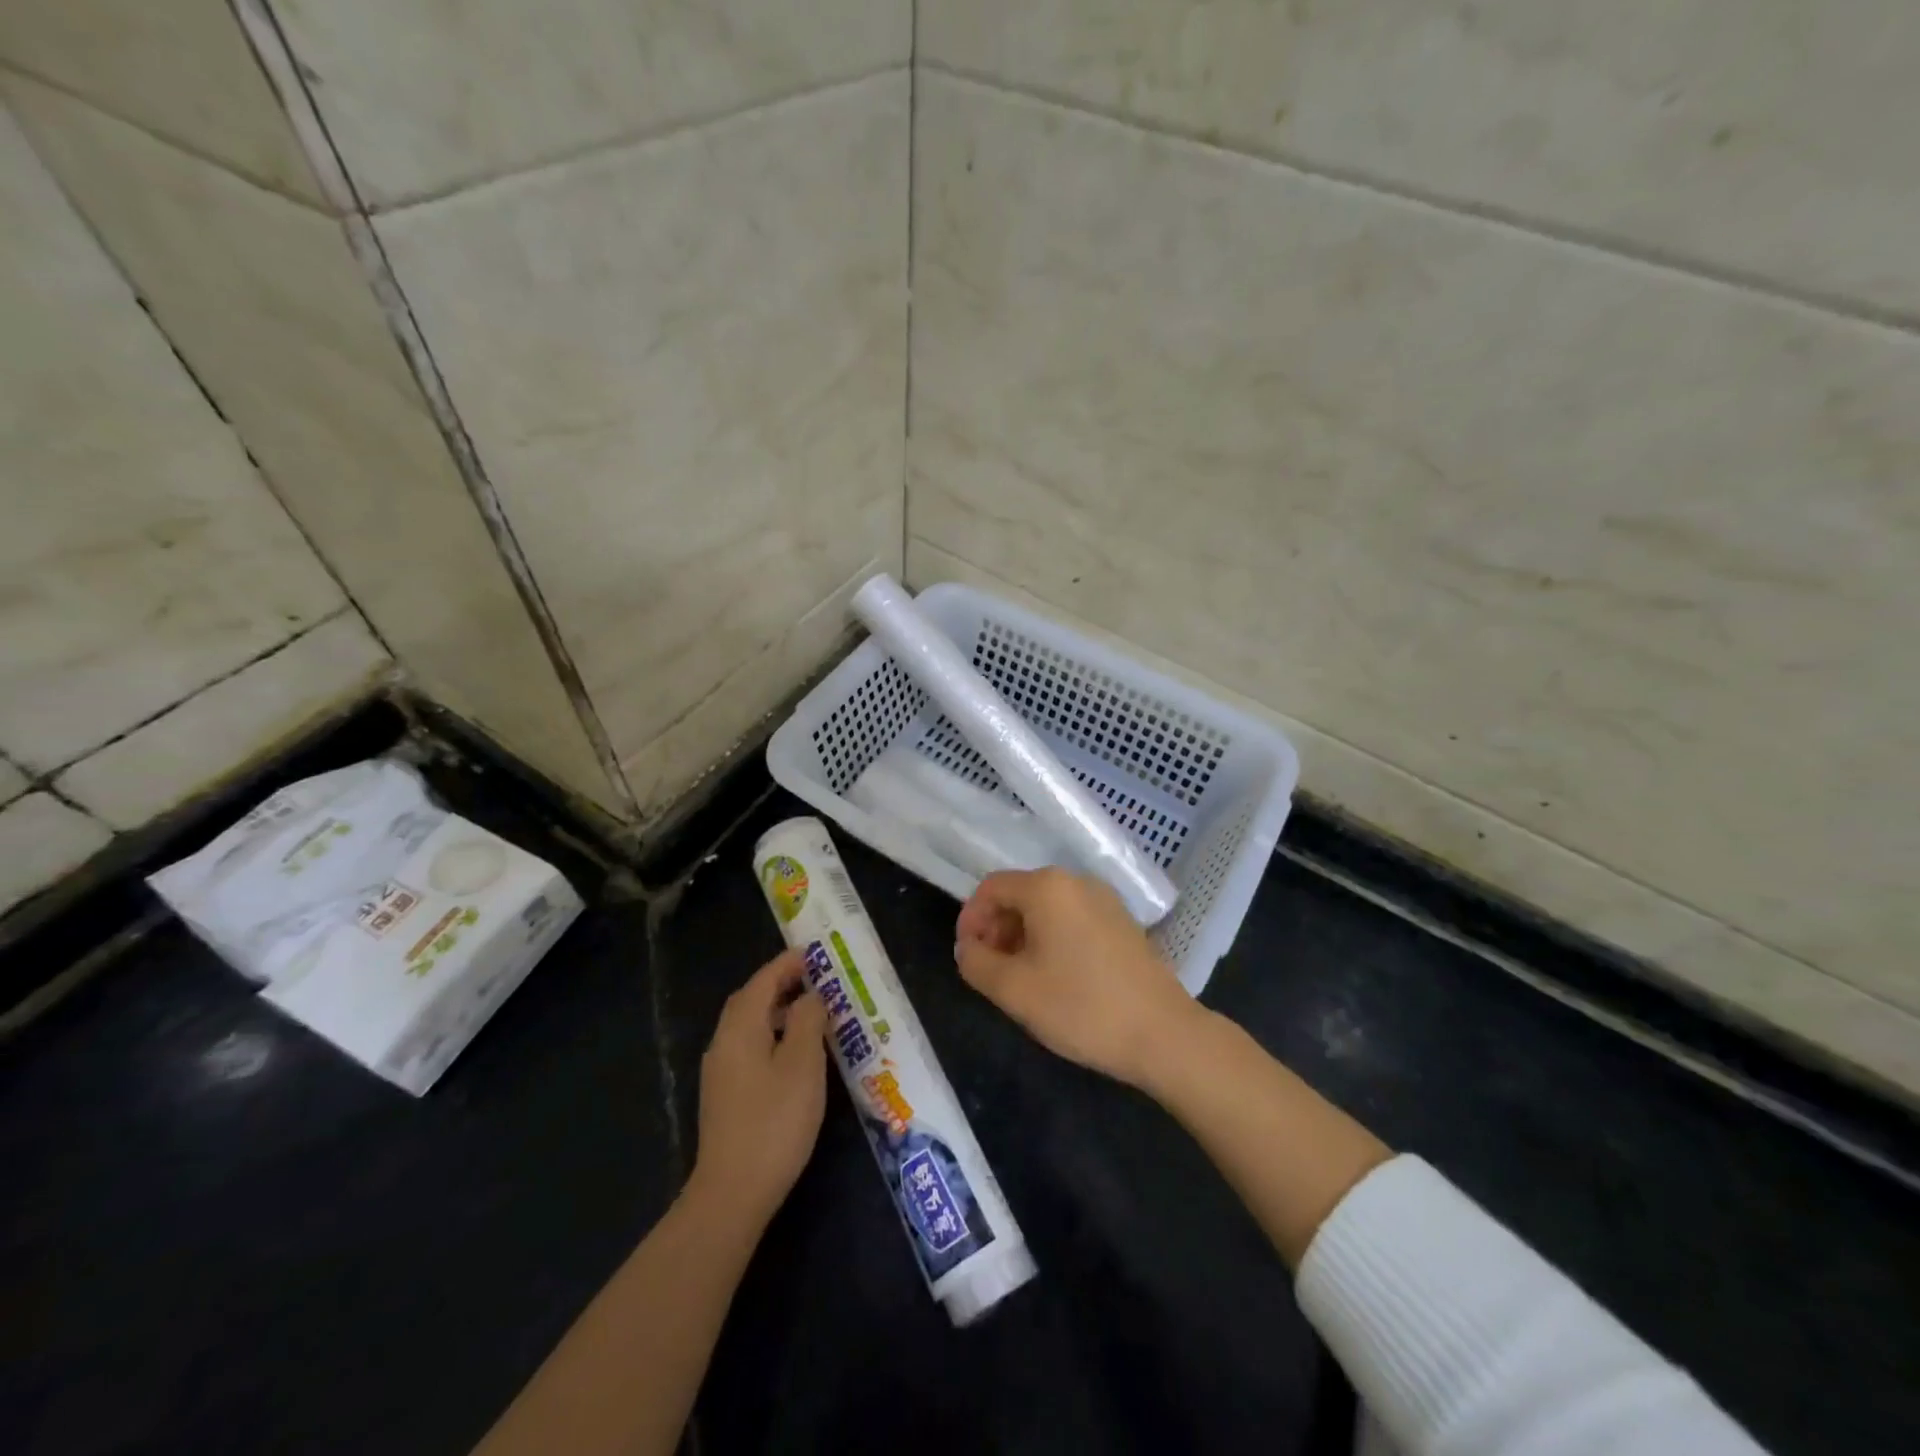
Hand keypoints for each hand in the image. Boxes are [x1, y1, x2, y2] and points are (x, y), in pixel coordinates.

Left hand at [690, 948, 829, 1222]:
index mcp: (740, 1028)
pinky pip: (749, 1047)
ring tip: (812, 1012)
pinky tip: (795, 1053)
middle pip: (750, 1000)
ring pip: (749, 1025)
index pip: (763, 981)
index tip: (815, 954)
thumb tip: (809, 996)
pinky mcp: (725, 1096)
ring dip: (777, 1010)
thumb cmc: (774, 1122)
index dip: (788, 964)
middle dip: (780, 983)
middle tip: (815, 979)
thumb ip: (807, 1021)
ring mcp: (721, 1071)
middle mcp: (723, 1042)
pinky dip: (772, 1035)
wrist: (732, 1193)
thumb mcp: (803, 1065)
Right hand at [954, 868, 1204, 1087]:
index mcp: (1047, 887)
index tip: (967, 958)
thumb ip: (976, 963)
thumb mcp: (1013, 990)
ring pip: (1046, 909)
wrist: (1164, 1034)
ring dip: (1022, 937)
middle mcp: (1076, 881)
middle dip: (996, 929)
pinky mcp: (1122, 922)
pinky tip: (1055, 978)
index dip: (970, 920)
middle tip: (991, 972)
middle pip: (1019, 895)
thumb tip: (967, 948)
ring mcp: (1105, 900)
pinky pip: (1072, 919)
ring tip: (1020, 980)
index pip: (991, 888)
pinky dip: (1051, 940)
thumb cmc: (1081, 1007)